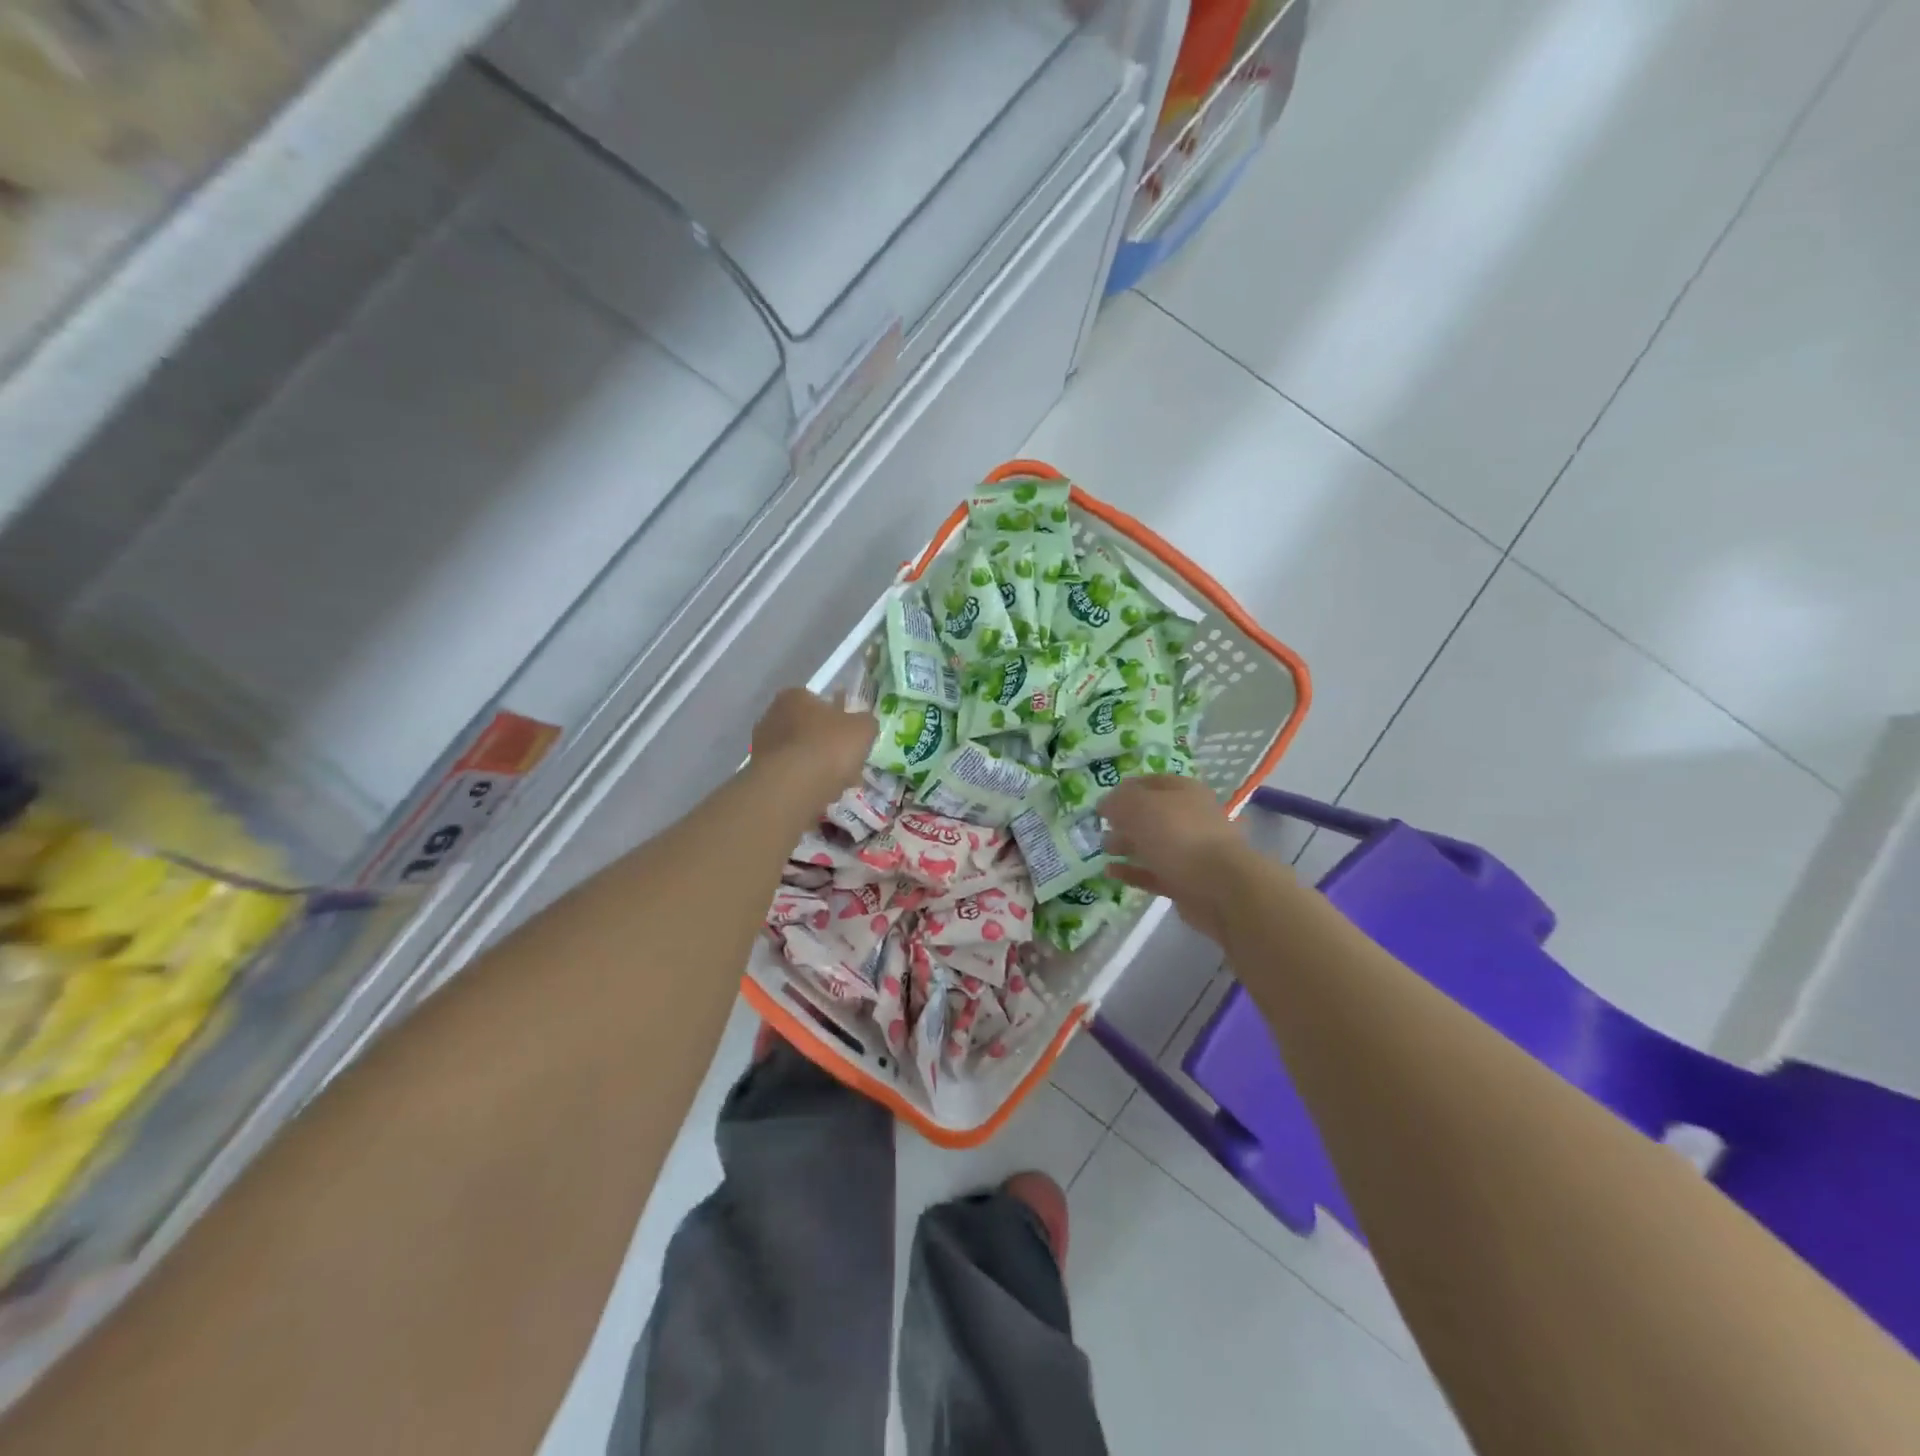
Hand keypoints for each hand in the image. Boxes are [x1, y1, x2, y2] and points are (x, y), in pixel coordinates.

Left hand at [751, 688, 874, 798]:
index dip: (841, 720)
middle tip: (849, 765)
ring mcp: (762, 746)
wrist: (791, 788)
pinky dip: (806, 784)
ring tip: (838, 786)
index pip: (821, 702)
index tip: (853, 739)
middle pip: (811, 731)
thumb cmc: (828, 747)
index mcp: (795, 696)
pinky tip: (820, 796)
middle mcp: (772, 715)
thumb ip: (866, 722)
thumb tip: (863, 725)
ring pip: (802, 755)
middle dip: (830, 748)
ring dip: (820, 768)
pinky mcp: (760, 774)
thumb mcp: (863, 728)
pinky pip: (792, 776)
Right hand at [1102, 776, 1266, 942]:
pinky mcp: (1186, 881)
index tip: (1102, 803)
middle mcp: (1190, 817)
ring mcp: (1190, 851)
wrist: (1220, 887)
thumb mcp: (1139, 806)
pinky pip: (1153, 872)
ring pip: (1152, 844)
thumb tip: (1106, 804)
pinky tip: (1110, 872)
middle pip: (1152, 814)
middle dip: (1124, 820)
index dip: (1125, 789)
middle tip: (1100, 828)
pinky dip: (1132, 872)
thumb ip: (1118, 801)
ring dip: (1127, 845)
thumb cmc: (1178, 835)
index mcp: (1184, 791)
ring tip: (1103, 849)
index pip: (1150, 782)